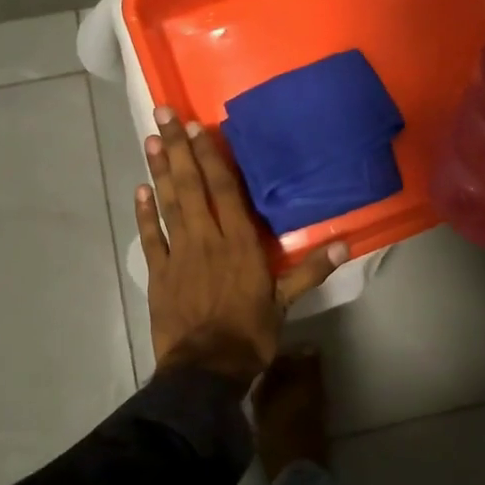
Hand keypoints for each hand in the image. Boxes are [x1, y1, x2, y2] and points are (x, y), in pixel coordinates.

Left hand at [137, 106, 347, 383]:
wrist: (204, 372)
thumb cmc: (249, 334)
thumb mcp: (285, 303)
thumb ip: (310, 270)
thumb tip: (346, 245)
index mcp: (239, 243)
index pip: (223, 190)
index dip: (210, 156)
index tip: (198, 126)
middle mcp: (207, 239)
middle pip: (191, 186)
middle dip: (178, 149)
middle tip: (162, 113)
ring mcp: (179, 255)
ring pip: (168, 204)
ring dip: (159, 171)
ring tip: (150, 139)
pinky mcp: (159, 274)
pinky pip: (150, 237)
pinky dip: (143, 213)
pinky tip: (139, 190)